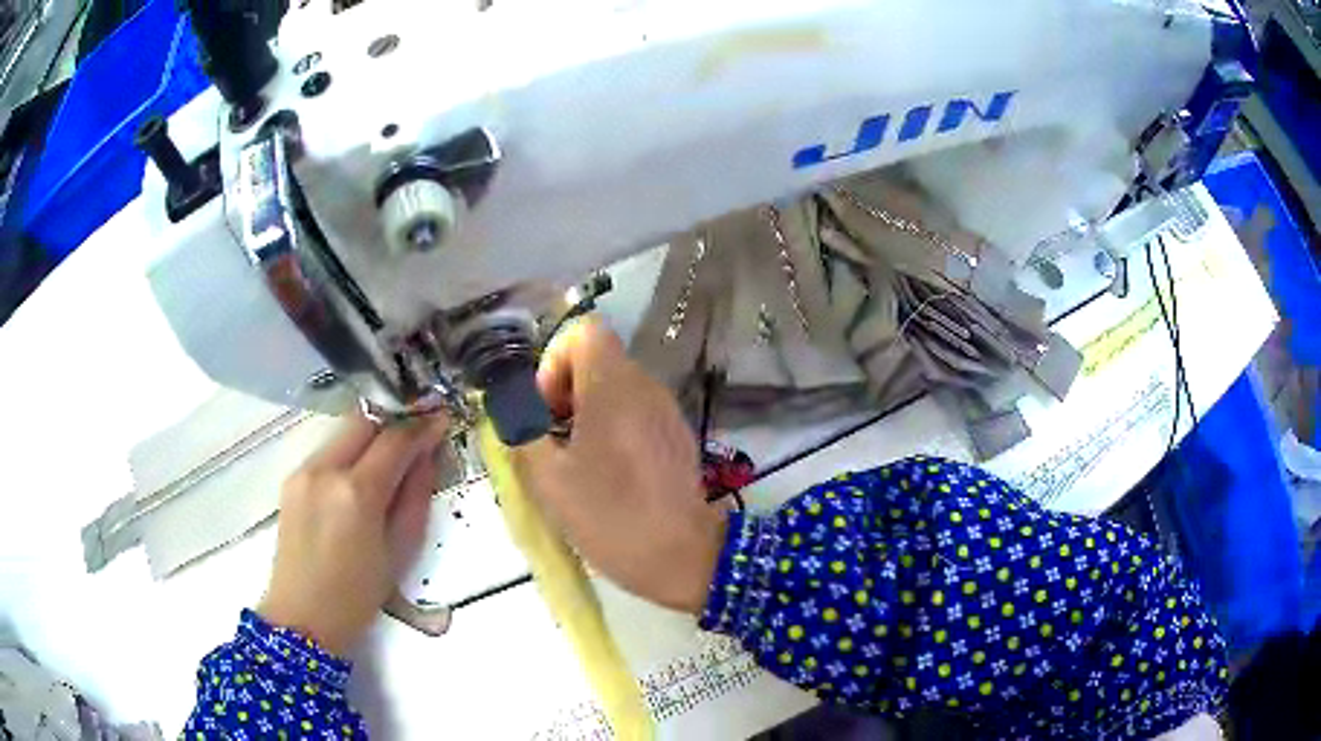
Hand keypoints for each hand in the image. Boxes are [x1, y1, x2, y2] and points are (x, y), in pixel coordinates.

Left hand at [258, 414, 448, 654]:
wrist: (302, 616)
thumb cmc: (359, 595)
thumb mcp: (401, 550)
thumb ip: (415, 496)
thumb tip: (427, 456)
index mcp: (357, 493)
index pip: (395, 440)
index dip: (422, 426)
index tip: (442, 418)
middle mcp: (326, 469)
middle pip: (365, 420)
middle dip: (394, 418)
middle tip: (418, 428)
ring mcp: (304, 470)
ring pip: (344, 431)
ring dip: (372, 433)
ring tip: (393, 450)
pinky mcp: (292, 478)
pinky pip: (328, 450)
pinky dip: (351, 450)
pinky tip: (361, 472)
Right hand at [514, 319, 726, 613]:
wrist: (683, 556)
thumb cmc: (612, 516)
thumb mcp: (549, 481)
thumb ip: (522, 433)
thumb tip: (513, 411)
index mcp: (614, 387)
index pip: (584, 332)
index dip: (554, 361)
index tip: (546, 408)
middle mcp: (646, 386)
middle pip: (598, 359)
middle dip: (565, 391)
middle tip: (553, 439)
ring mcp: (666, 410)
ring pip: (616, 386)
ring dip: (587, 412)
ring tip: (576, 460)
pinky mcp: (676, 434)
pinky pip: (636, 410)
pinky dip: (613, 427)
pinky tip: (608, 472)